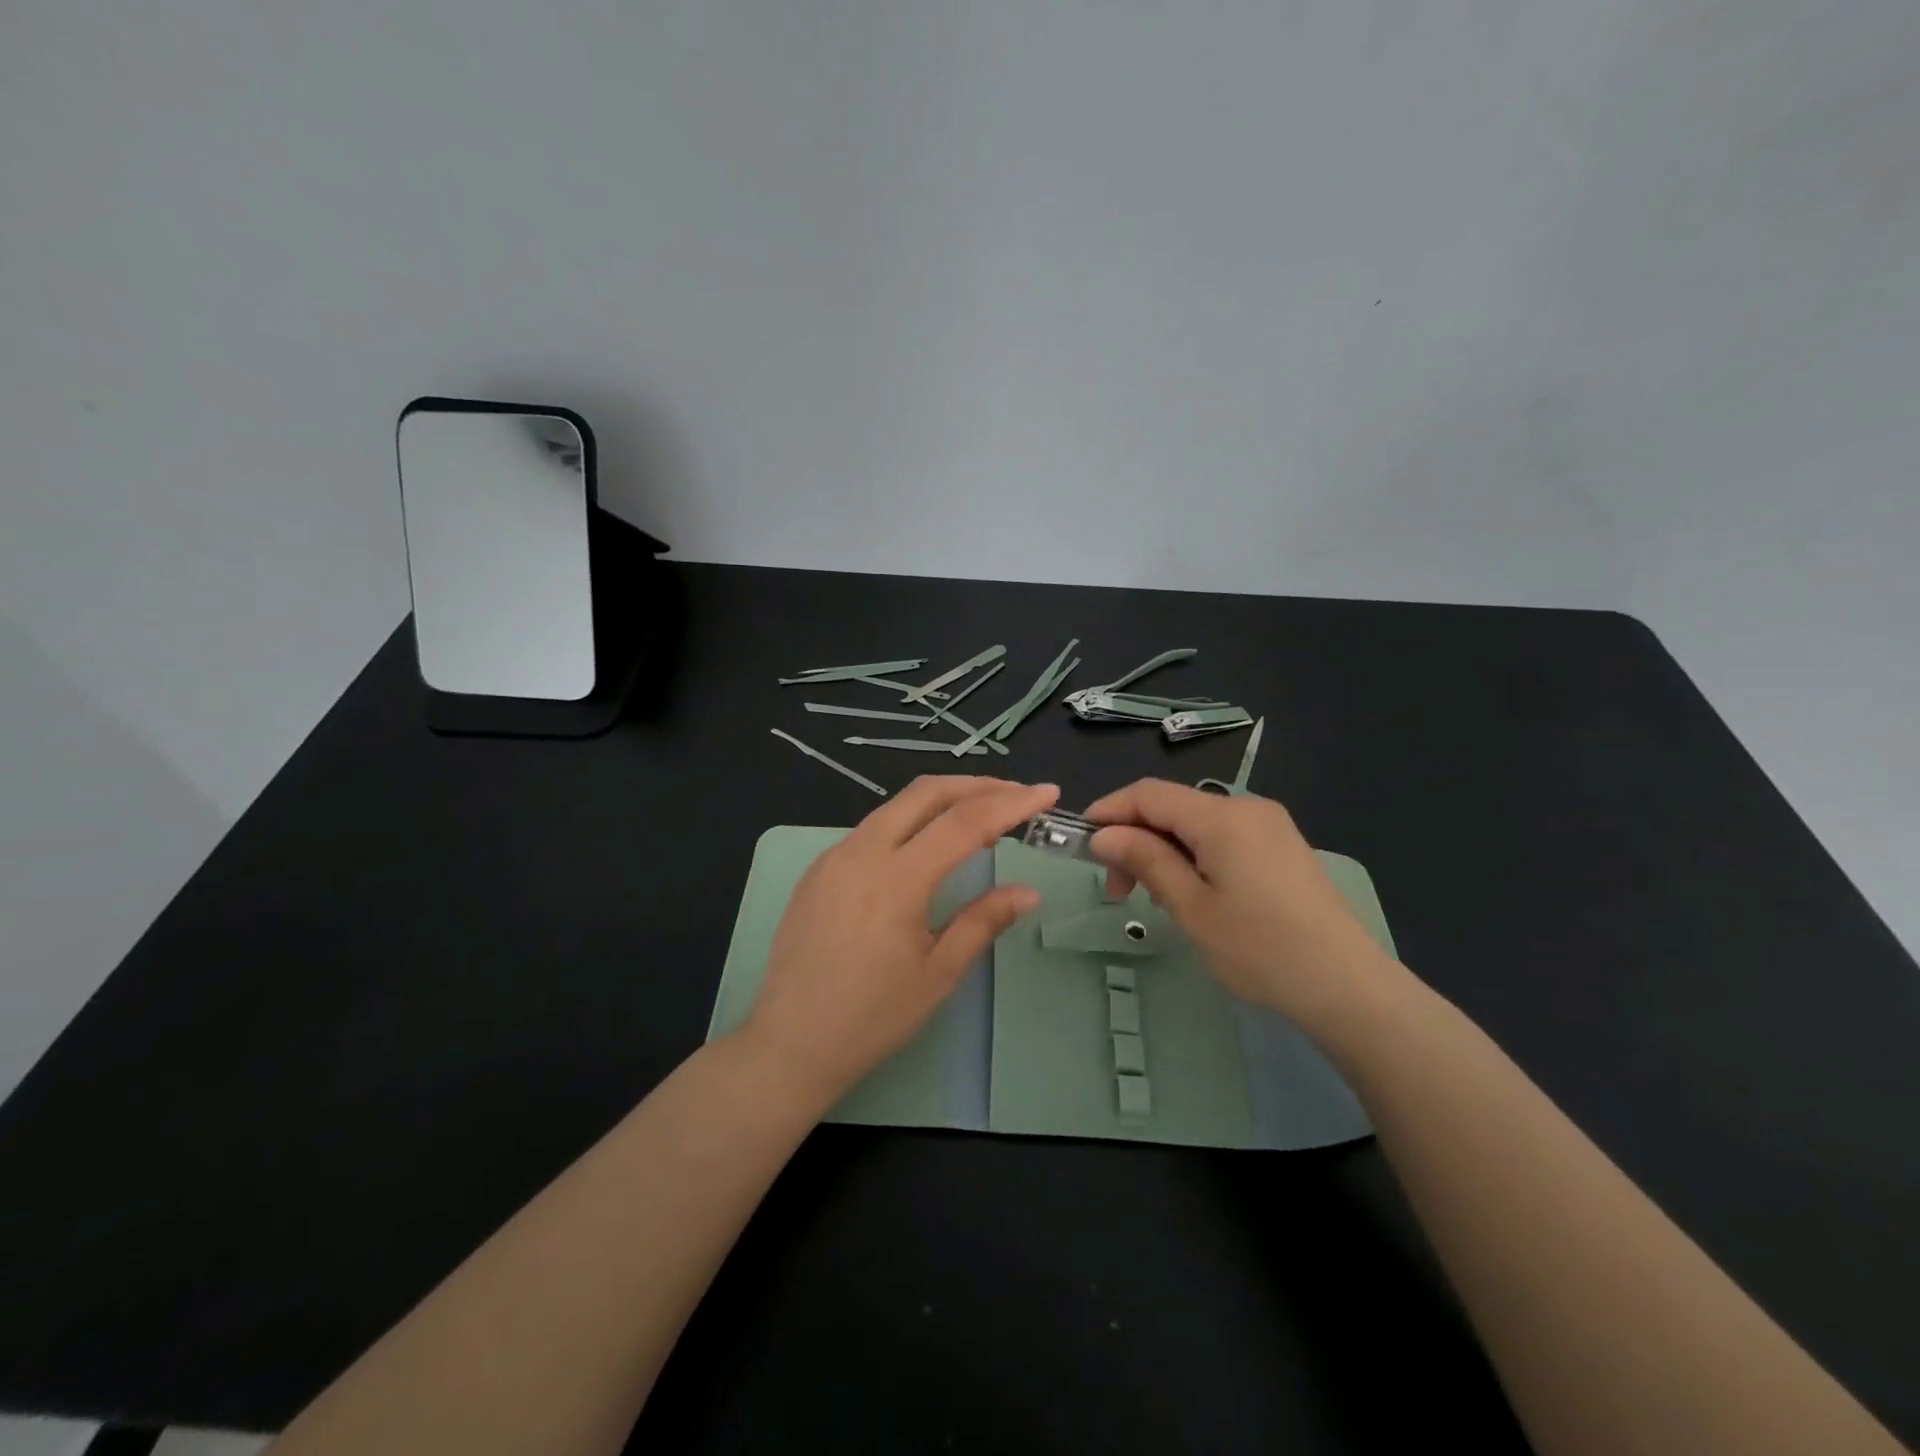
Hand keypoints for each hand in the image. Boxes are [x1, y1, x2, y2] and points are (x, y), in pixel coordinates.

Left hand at [740, 776, 1057, 1106]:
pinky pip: (873, 828)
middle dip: (977, 785)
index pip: (965, 822)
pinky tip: (928, 846)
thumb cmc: (872, 1017)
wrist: (790, 1044)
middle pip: (927, 793)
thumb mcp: (938, 973)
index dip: (1011, 803)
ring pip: (897, 806)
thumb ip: (984, 921)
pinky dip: (911, 823)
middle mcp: (862, 851)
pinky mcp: (819, 870)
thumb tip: (1029, 891)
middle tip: (1017, 795)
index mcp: (896, 878)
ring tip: (982, 818)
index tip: (1047, 793)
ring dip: (943, 801)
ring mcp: (834, 856)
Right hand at [1085, 780, 1397, 1033]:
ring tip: (1155, 898)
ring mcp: (1270, 826)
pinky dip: (1194, 855)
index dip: (1109, 811)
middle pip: (1173, 806)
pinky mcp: (1283, 847)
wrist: (1349, 988)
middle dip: (1135, 838)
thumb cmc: (1260, 950)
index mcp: (1222, 817)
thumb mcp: (1191, 908)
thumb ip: (1145, 860)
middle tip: (1117, 890)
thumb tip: (1104, 835)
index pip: (1148, 794)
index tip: (1082, 844)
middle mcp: (1247, 807)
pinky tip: (1192, 892)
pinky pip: (1223, 836)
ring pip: (1196, 822)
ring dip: (1163, 850)